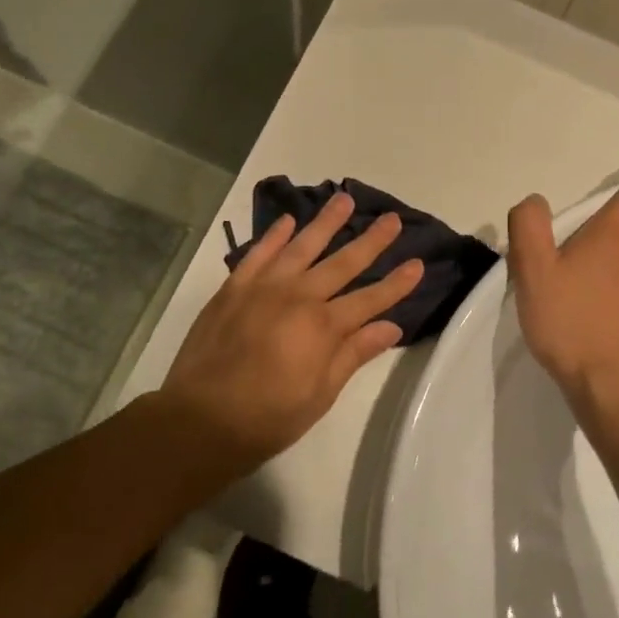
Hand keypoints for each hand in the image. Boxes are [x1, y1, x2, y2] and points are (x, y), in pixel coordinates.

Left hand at [162, 191, 423, 468]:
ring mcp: (263, 287)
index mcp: (323, 327)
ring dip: (325, 223)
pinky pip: (258, 253)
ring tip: (344, 199)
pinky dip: (274, 235)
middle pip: (342, 264)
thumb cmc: (268, 416)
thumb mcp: (320, 394)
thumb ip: (354, 354)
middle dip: (370, 242)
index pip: (370, 299)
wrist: (200, 418)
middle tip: (391, 219)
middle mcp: (297, 297)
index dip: (396, 283)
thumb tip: (391, 326)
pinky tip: (287, 221)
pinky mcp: (233, 288)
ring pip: (301, 246)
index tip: (417, 263)